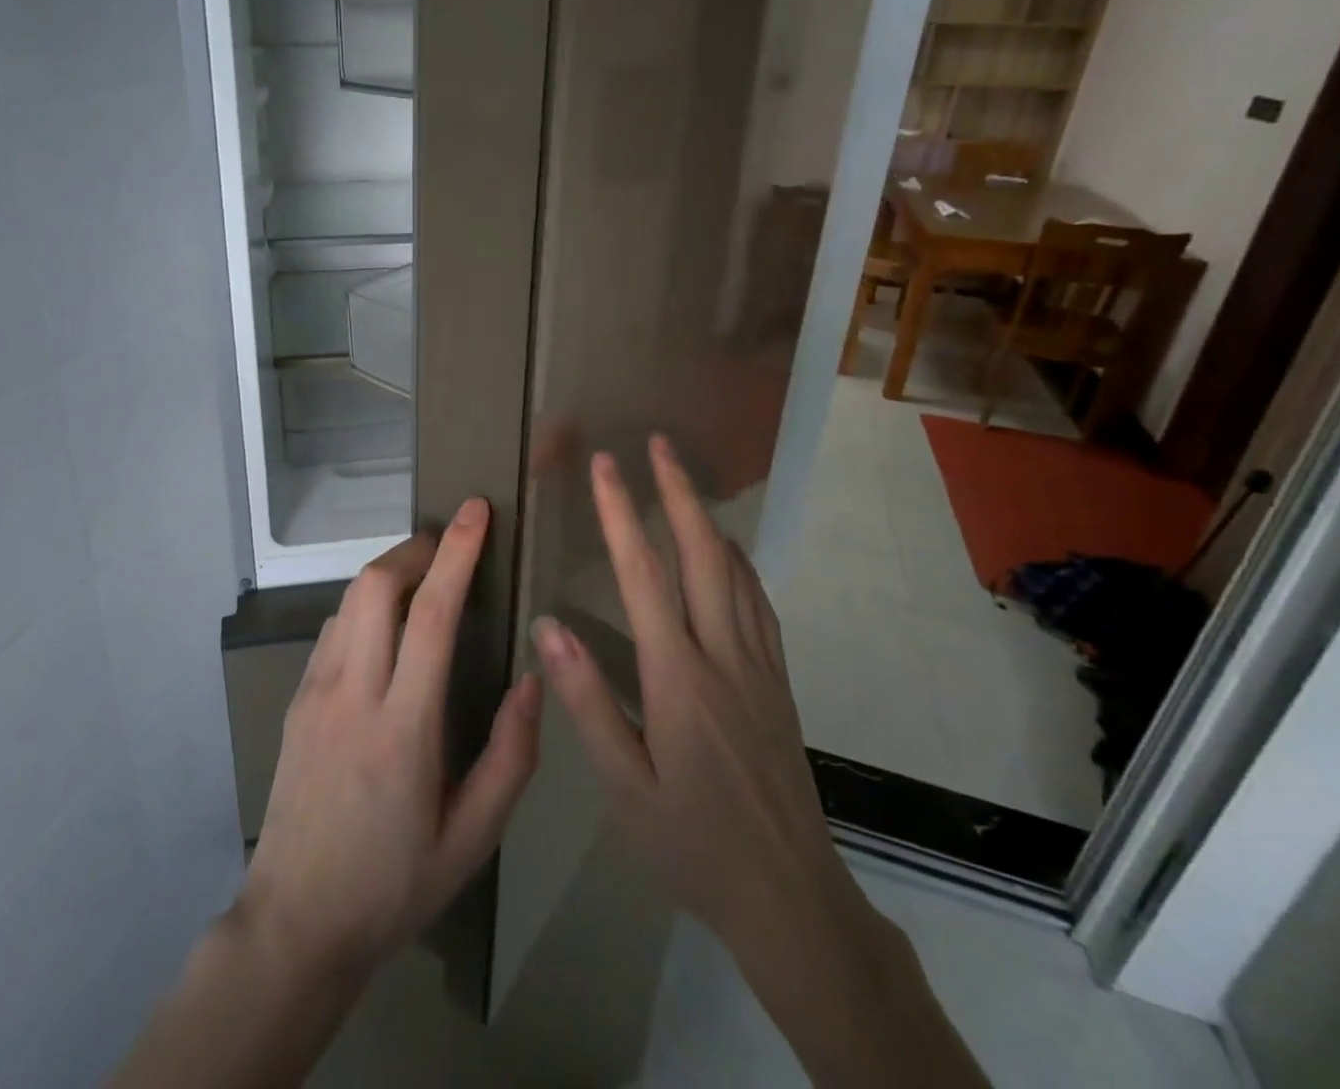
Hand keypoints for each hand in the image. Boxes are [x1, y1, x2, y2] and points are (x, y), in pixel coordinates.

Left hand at [237, 498, 542, 983]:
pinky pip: (333, 628)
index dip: (457, 553)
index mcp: (403, 727)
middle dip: (416, 548)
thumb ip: (511, 756)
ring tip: (424, 576)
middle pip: (377, 586)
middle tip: (450, 543)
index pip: (432, 615)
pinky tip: (386, 625)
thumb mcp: (473, 838)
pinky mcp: (297, 700)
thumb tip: (533, 678)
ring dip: (389, 572)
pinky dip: (364, 604)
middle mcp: (353, 694)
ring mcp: (316, 693)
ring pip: (350, 600)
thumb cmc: (394, 883)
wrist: (296, 923)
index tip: (475, 510)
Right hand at [531, 440, 875, 987]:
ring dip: (707, 517)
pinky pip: (758, 605)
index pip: (643, 576)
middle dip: (677, 492)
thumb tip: (549, 628)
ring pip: (735, 572)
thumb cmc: (692, 844)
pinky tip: (729, 552)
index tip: (607, 466)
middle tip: (658, 443)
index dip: (622, 514)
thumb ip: (587, 703)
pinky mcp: (778, 684)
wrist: (790, 896)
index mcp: (677, 677)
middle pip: (701, 555)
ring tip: (686, 479)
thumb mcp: (624, 786)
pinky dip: (740, 563)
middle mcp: (722, 656)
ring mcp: (757, 666)